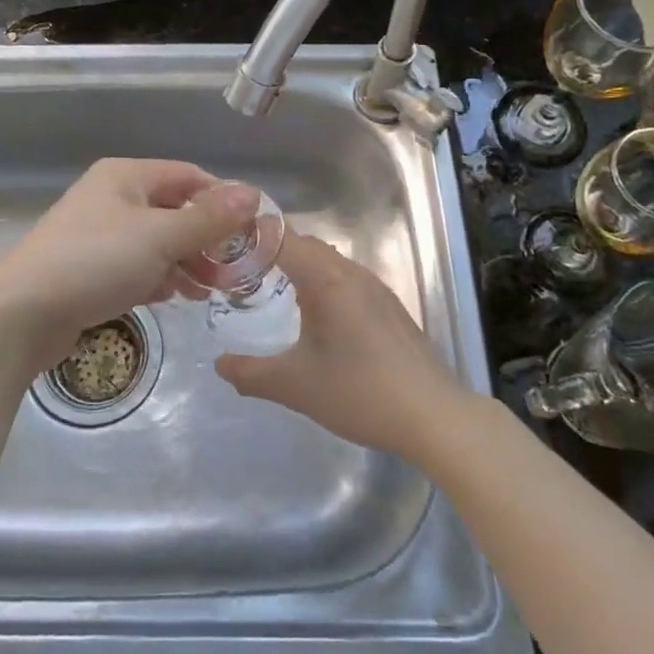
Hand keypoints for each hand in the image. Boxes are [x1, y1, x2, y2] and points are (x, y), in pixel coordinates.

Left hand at [0, 158, 259, 371]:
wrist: (22, 313)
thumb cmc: (96, 261)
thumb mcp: (160, 237)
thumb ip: (208, 218)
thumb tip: (254, 193)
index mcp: (127, 176)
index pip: (189, 176)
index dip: (223, 200)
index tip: (252, 231)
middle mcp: (112, 197)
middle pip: (174, 210)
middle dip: (206, 238)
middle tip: (235, 269)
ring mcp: (98, 233)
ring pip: (157, 241)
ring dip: (187, 262)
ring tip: (211, 290)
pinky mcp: (90, 268)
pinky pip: (137, 265)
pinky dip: (160, 277)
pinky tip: (176, 298)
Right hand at [214, 235, 465, 461]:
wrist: (434, 416)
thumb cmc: (359, 392)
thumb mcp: (295, 386)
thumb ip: (250, 374)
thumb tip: (219, 364)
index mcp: (326, 279)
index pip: (282, 237)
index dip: (252, 237)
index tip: (226, 248)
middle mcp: (351, 273)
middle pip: (306, 245)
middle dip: (273, 252)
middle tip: (242, 274)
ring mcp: (376, 289)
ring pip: (330, 262)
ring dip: (301, 269)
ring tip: (274, 294)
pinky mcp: (391, 308)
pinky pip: (348, 280)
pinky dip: (324, 285)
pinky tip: (319, 320)